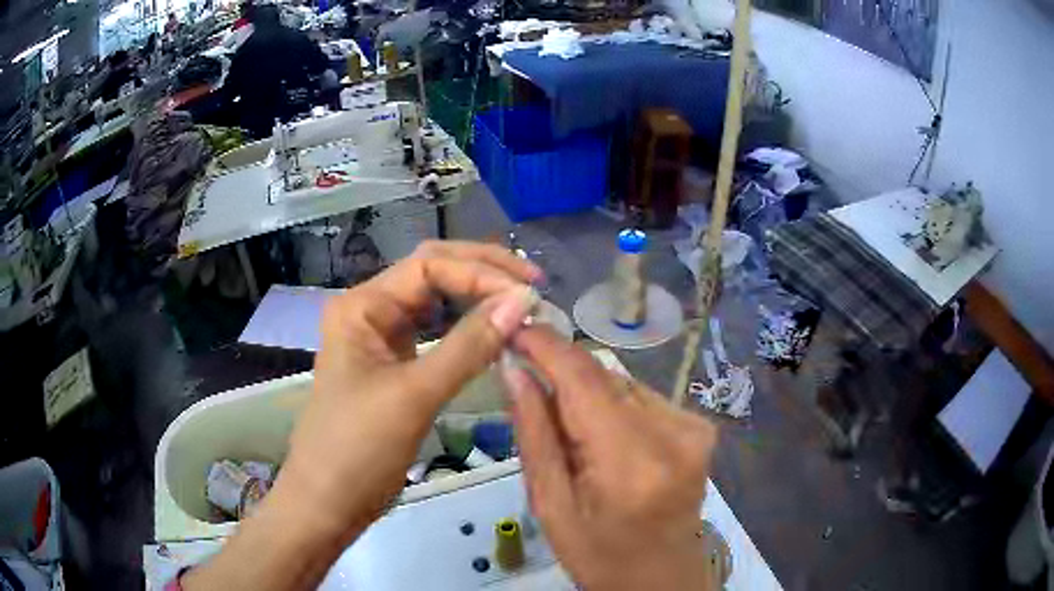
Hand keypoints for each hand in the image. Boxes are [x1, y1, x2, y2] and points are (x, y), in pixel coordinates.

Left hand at [185, 241, 540, 589]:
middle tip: (533, 284)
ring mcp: (382, 339)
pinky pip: (436, 335)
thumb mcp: (414, 395)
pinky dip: (467, 330)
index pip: (429, 264)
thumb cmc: (358, 448)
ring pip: (436, 303)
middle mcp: (371, 311)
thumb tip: (522, 302)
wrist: (327, 502)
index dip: (480, 272)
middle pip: (432, 273)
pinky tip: (493, 332)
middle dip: (482, 273)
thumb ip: (469, 346)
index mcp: (363, 305)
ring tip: (520, 303)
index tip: (528, 295)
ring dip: (476, 298)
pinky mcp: (395, 366)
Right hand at [504, 328, 718, 589]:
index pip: (583, 379)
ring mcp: (694, 427)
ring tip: (569, 430)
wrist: (662, 580)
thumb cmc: (599, 556)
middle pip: (604, 377)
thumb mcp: (551, 506)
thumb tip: (514, 370)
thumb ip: (535, 434)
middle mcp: (672, 433)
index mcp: (631, 462)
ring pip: (622, 384)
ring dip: (587, 394)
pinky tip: (603, 439)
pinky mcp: (701, 428)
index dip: (546, 346)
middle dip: (560, 372)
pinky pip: (642, 398)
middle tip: (525, 379)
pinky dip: (614, 407)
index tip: (513, 327)